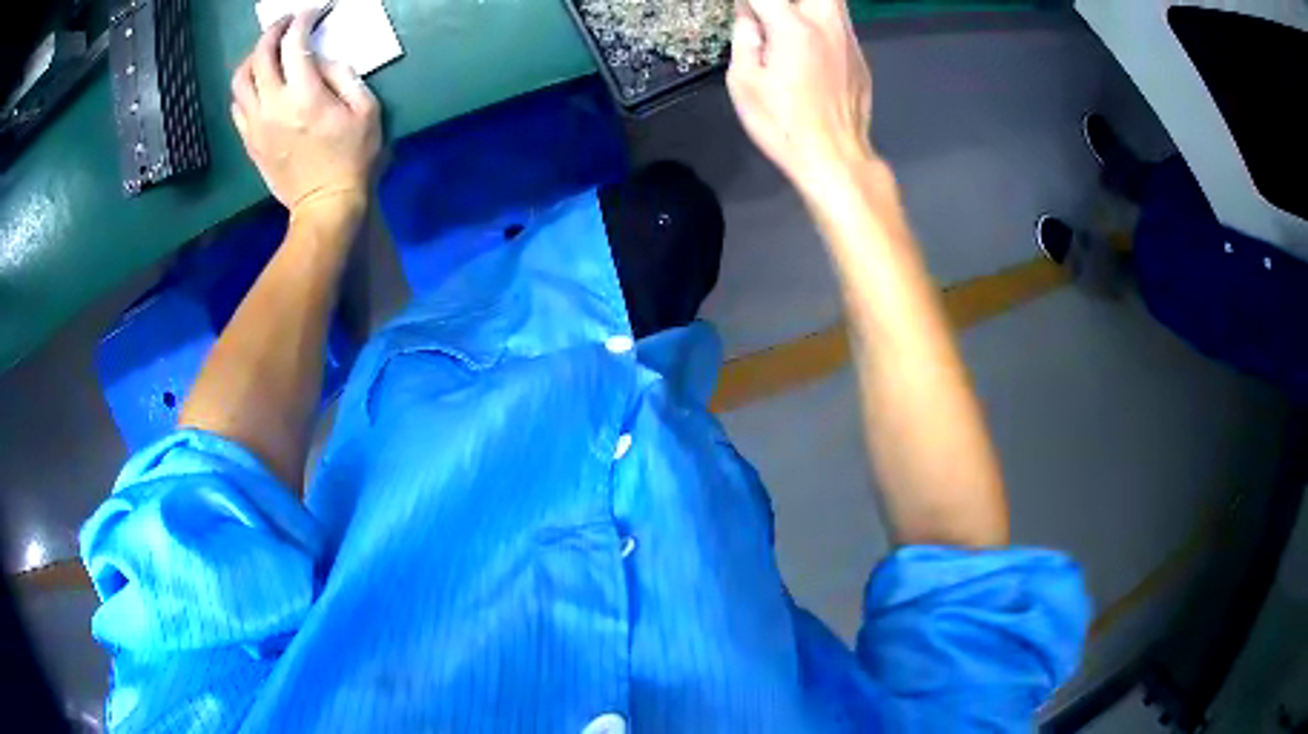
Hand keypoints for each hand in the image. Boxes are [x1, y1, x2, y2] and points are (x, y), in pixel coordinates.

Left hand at [230, 9, 380, 219]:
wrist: (325, 205)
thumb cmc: (352, 158)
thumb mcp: (366, 111)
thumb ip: (344, 76)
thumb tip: (323, 61)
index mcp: (304, 95)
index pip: (294, 44)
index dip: (301, 21)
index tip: (310, 13)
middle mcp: (273, 106)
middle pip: (259, 56)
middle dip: (272, 32)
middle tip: (285, 24)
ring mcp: (256, 125)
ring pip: (240, 80)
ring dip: (252, 59)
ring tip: (266, 53)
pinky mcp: (250, 141)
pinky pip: (237, 106)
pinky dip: (245, 88)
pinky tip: (258, 85)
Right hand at [727, 0, 872, 185]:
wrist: (835, 156)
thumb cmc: (783, 123)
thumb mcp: (744, 82)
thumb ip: (744, 38)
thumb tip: (746, 15)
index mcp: (793, 27)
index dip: (747, 3)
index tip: (741, 11)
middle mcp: (826, 24)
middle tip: (772, 13)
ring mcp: (848, 40)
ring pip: (832, 2)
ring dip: (808, 6)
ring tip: (790, 26)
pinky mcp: (861, 58)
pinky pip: (841, 25)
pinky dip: (824, 24)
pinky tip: (811, 47)